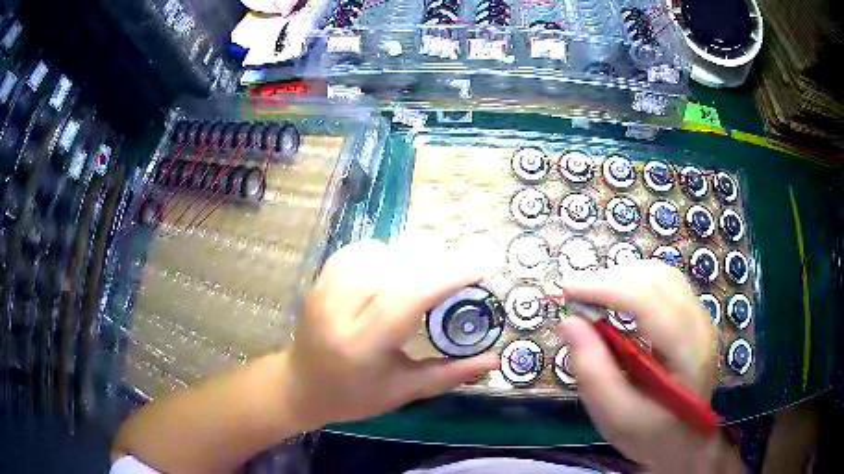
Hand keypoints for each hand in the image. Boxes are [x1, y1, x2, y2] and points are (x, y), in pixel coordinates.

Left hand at [282, 238, 498, 428]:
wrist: (301, 385)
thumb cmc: (353, 396)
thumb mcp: (403, 391)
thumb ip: (450, 374)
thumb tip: (494, 360)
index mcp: (361, 345)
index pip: (406, 298)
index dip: (446, 279)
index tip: (479, 270)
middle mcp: (339, 310)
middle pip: (395, 269)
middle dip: (436, 265)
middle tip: (462, 275)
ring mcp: (325, 290)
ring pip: (379, 253)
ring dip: (412, 258)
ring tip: (430, 275)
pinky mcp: (320, 279)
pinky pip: (360, 251)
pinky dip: (386, 252)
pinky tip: (395, 269)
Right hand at [559, 260, 736, 472]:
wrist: (685, 441)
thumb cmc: (651, 436)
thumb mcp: (616, 417)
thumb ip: (593, 372)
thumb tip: (568, 322)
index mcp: (688, 353)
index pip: (649, 302)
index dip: (607, 288)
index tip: (567, 289)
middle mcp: (700, 325)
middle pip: (656, 280)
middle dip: (611, 280)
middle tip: (576, 298)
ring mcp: (700, 317)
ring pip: (661, 275)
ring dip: (623, 279)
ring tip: (594, 299)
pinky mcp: (693, 317)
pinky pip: (664, 284)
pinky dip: (635, 284)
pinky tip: (618, 302)